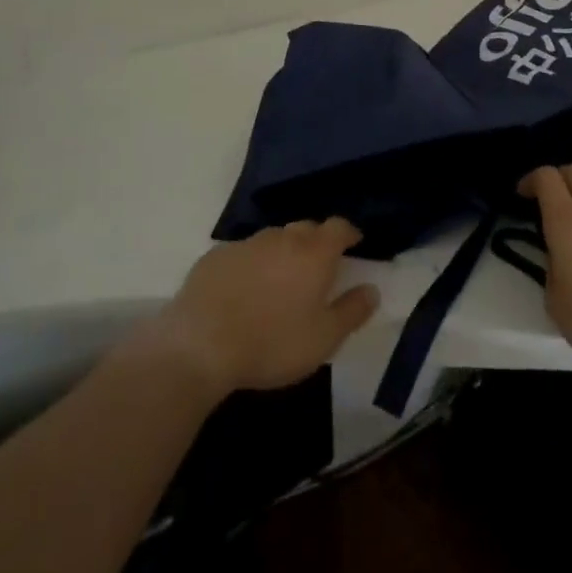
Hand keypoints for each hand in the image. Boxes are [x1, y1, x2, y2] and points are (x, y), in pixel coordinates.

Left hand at [151, 217, 379, 394]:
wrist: (199, 346)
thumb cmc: (272, 343)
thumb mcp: (323, 339)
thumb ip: (352, 311)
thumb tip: (372, 290)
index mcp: (314, 253)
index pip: (338, 226)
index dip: (348, 232)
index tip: (353, 244)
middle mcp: (282, 238)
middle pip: (305, 228)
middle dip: (316, 241)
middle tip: (318, 266)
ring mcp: (245, 244)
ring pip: (273, 239)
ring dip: (282, 252)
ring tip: (280, 279)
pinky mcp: (214, 257)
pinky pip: (242, 253)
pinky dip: (251, 264)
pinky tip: (243, 289)